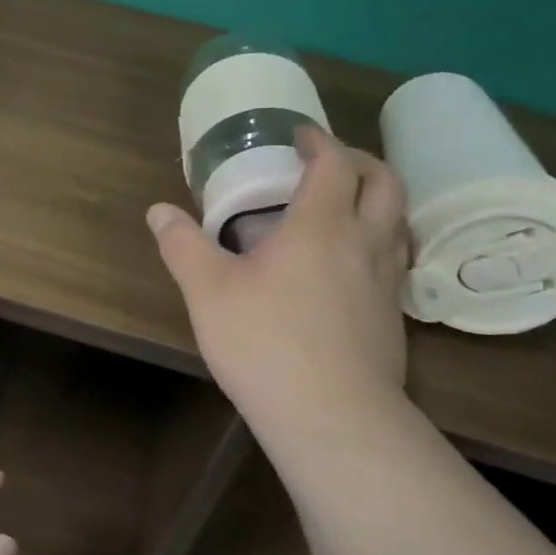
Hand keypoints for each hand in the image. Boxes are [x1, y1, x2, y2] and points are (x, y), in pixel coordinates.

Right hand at [148, 126, 410, 448]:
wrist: (333, 417)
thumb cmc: (265, 343)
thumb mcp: (208, 292)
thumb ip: (183, 246)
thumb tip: (158, 211)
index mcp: (321, 225)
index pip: (334, 163)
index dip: (319, 142)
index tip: (299, 136)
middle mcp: (364, 243)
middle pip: (385, 182)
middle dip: (360, 161)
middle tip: (328, 164)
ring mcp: (386, 282)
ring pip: (397, 222)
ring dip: (375, 201)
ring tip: (342, 210)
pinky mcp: (393, 317)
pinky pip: (394, 259)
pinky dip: (377, 241)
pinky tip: (347, 267)